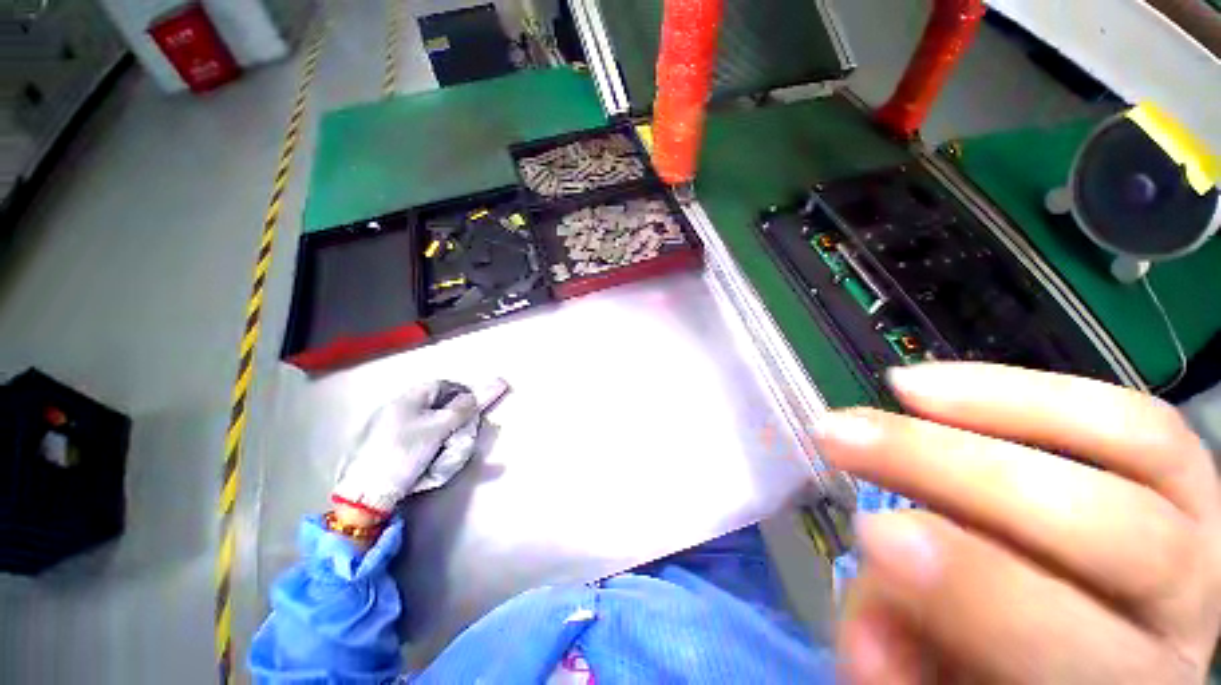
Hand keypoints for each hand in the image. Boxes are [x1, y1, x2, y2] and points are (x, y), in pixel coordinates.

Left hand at [332, 381, 479, 517]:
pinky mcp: (383, 445)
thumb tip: (477, 395)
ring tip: (445, 449)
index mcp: (407, 398)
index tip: (474, 407)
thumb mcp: (438, 429)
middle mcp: (396, 407)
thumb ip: (461, 410)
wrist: (365, 491)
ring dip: (441, 433)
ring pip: (426, 422)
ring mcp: (387, 426)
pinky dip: (427, 444)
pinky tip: (428, 459)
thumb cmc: (403, 453)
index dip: (461, 393)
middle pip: (435, 404)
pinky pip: (414, 437)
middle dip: (453, 417)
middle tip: (462, 431)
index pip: (442, 385)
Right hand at [816, 363, 1220, 682]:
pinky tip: (940, 385)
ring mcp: (1200, 530)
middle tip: (847, 439)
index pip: (1077, 654)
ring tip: (895, 389)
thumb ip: (906, 666)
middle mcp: (1185, 611)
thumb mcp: (940, 683)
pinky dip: (1033, 389)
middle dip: (960, 473)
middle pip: (1114, 531)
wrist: (1068, 636)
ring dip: (997, 408)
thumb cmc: (995, 667)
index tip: (870, 532)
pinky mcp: (1186, 477)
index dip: (977, 591)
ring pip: (1140, 448)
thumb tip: (865, 637)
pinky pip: (1133, 416)